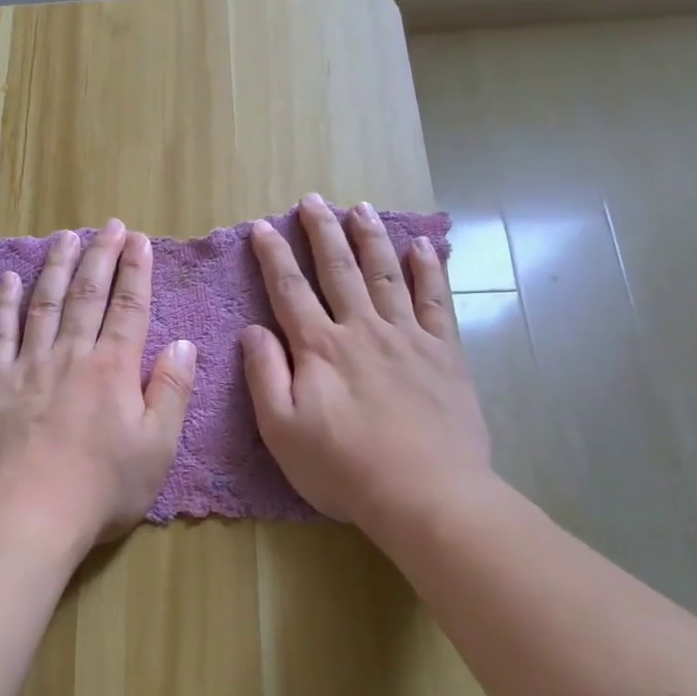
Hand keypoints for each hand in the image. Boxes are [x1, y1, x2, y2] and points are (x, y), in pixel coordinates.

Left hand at [0, 219, 196, 550]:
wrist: (28, 514)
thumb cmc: (101, 488)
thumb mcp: (157, 447)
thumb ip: (171, 391)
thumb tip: (183, 344)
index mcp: (113, 368)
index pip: (130, 307)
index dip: (137, 271)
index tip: (140, 241)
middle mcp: (71, 354)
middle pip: (88, 294)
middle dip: (101, 256)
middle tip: (109, 226)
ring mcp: (28, 364)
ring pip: (45, 303)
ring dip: (56, 266)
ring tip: (65, 237)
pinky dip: (4, 303)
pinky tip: (8, 279)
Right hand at [240, 194, 493, 528]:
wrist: (425, 494)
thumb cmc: (343, 468)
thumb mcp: (282, 430)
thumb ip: (264, 375)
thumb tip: (252, 330)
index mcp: (319, 348)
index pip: (290, 289)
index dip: (274, 256)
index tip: (263, 226)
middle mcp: (361, 329)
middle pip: (339, 269)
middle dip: (323, 231)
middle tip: (313, 200)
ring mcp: (407, 337)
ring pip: (385, 274)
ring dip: (370, 238)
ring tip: (360, 207)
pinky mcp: (444, 352)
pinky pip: (435, 300)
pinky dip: (429, 270)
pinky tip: (423, 246)